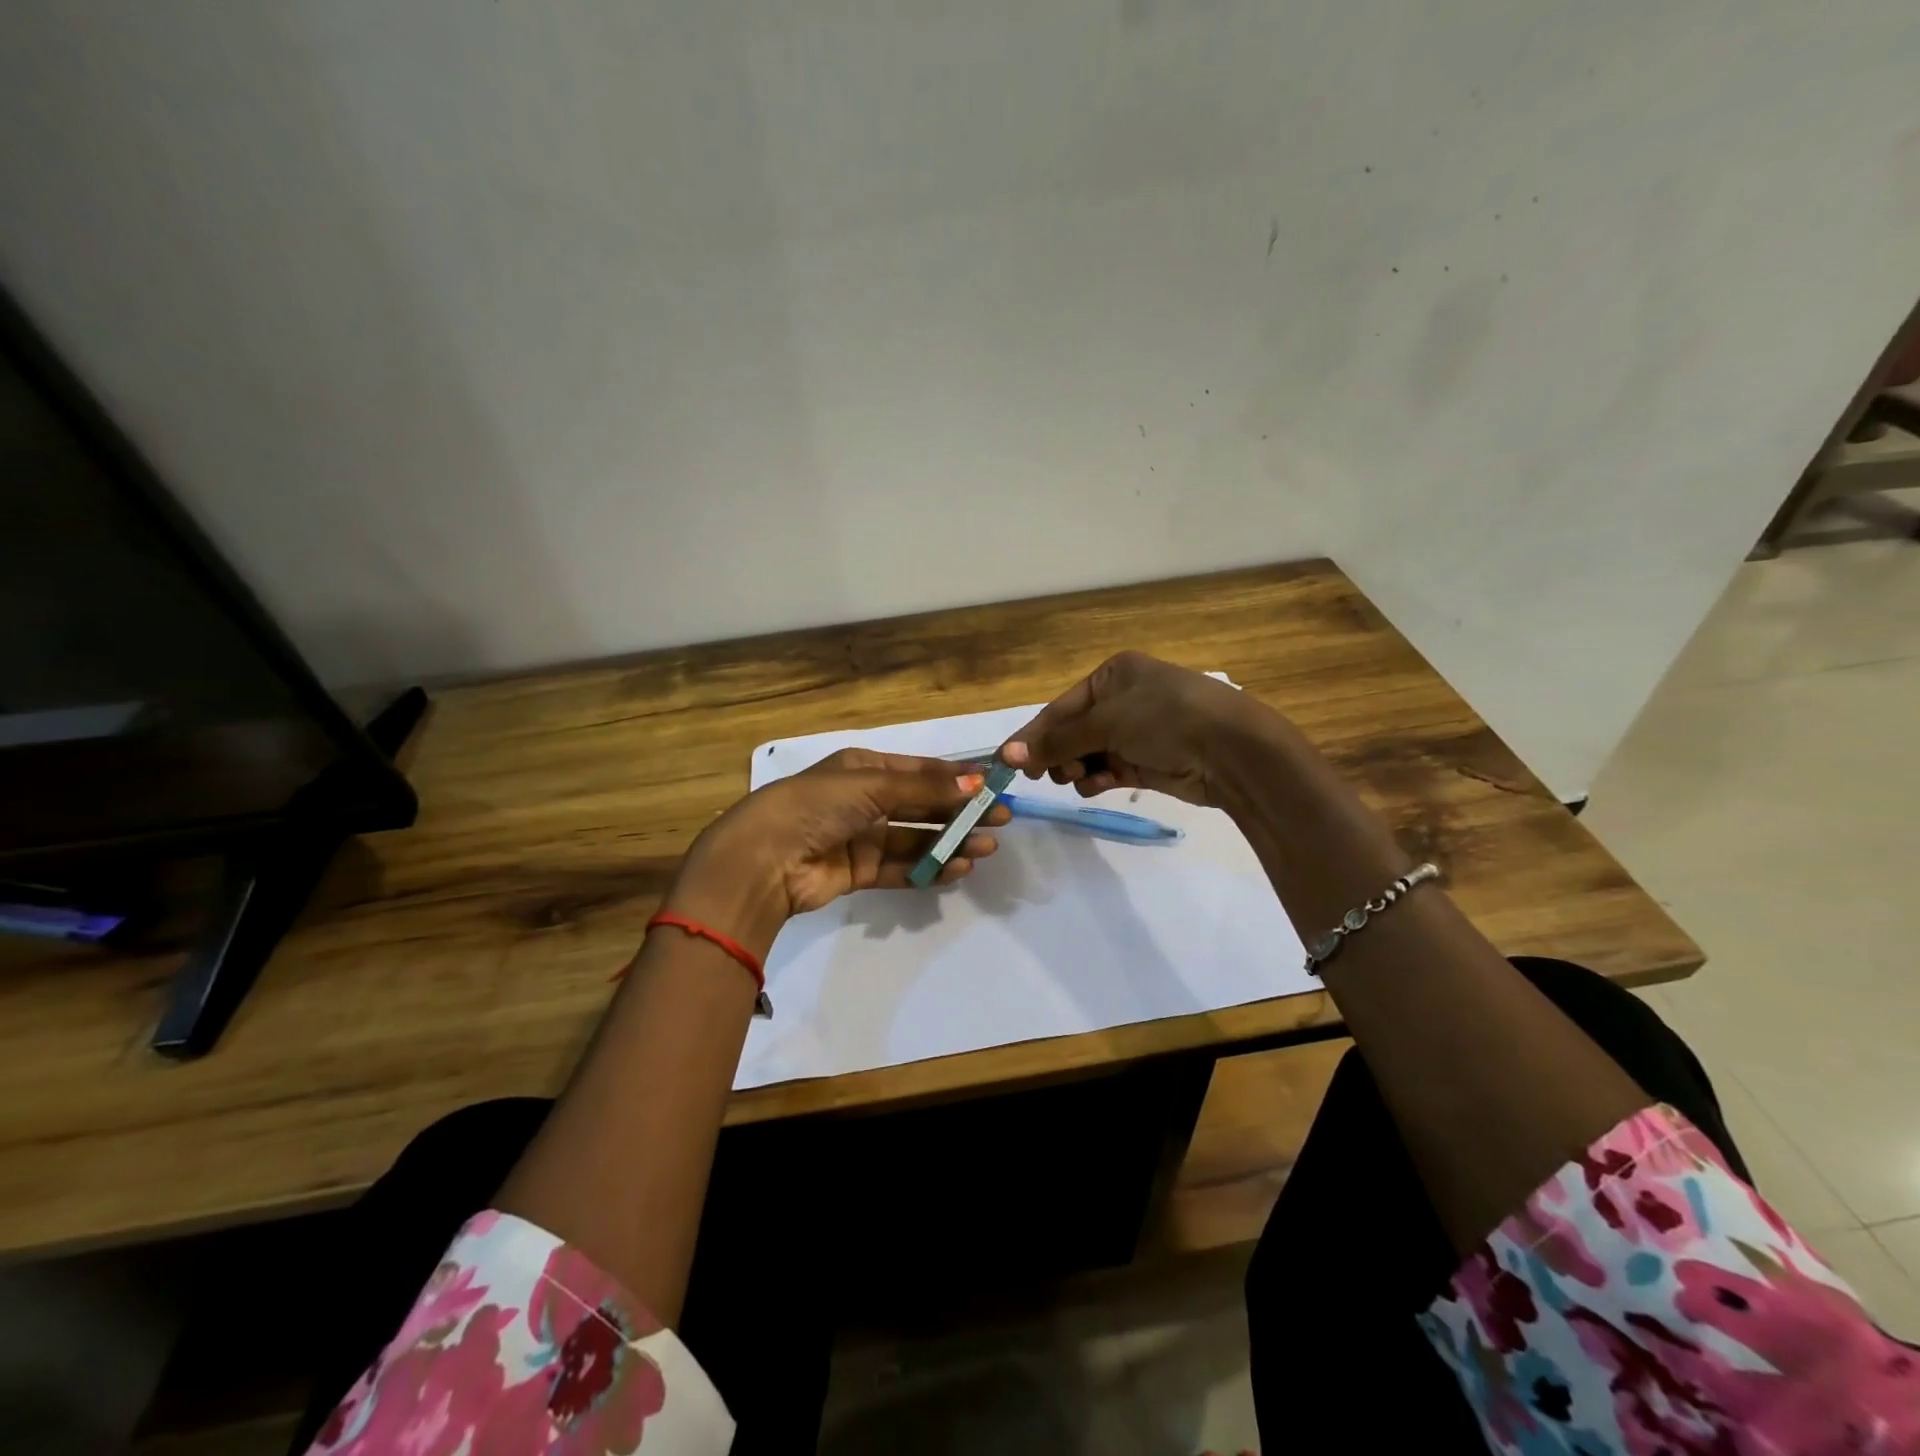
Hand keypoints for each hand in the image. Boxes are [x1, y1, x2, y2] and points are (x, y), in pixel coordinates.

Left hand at [663, 748, 1009, 957]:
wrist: (764, 859)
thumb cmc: (818, 805)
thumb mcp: (873, 786)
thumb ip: (926, 788)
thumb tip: (978, 781)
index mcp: (863, 768)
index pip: (919, 770)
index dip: (956, 776)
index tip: (993, 784)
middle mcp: (863, 800)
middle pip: (921, 805)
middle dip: (959, 811)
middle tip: (1000, 819)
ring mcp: (860, 837)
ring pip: (915, 838)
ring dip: (949, 842)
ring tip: (987, 847)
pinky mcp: (857, 871)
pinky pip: (900, 867)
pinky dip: (928, 868)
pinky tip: (958, 868)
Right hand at [1002, 651, 1261, 806]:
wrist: (1232, 750)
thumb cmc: (1166, 719)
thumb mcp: (1106, 723)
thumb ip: (1057, 742)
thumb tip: (1006, 756)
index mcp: (1113, 675)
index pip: (1061, 707)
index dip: (1034, 735)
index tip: (1007, 763)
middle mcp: (1124, 700)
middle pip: (1073, 731)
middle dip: (1057, 753)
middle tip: (1044, 776)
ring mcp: (1138, 732)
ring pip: (1090, 753)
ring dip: (1076, 768)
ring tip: (1075, 778)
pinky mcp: (1149, 762)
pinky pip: (1110, 770)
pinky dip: (1098, 779)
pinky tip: (1094, 787)